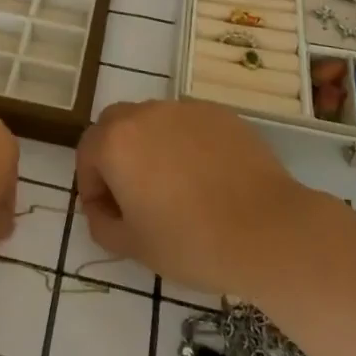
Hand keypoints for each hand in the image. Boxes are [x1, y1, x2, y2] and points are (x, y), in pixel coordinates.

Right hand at [75, 98, 313, 297]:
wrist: (269, 232)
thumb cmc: (192, 243)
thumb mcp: (134, 247)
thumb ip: (103, 224)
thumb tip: (102, 209)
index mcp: (116, 141)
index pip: (86, 153)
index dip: (91, 185)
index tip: (108, 215)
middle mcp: (145, 113)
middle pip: (116, 126)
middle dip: (115, 156)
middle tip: (134, 195)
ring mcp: (185, 109)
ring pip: (153, 122)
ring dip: (151, 147)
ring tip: (175, 187)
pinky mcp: (220, 114)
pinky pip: (189, 125)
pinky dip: (187, 145)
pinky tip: (207, 179)